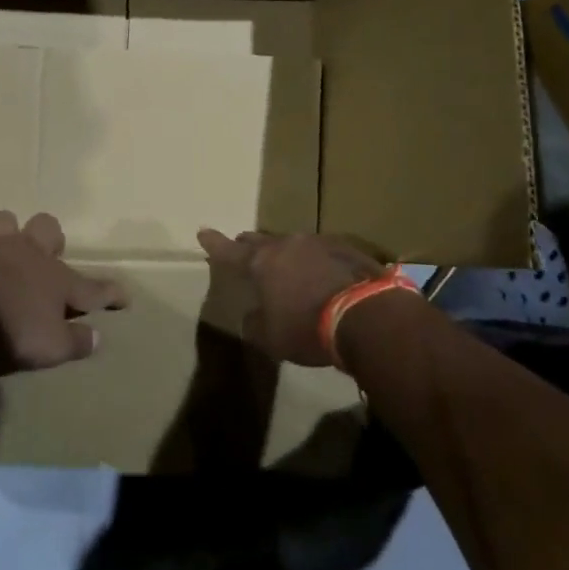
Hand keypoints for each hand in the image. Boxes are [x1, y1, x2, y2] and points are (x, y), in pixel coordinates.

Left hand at [0, 211, 128, 371]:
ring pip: (3, 222)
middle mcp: (26, 253)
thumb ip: (76, 341)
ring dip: (5, 234)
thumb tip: (96, 337)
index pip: (92, 287)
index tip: (124, 298)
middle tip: (49, 256)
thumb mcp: (54, 348)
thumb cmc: (15, 335)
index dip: (111, 294)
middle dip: (51, 238)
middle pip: (46, 228)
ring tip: (4, 251)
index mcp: (55, 278)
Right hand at [196, 229, 397, 367]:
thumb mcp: (272, 337)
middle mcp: (286, 245)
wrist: (366, 315)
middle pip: (261, 241)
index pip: (229, 251)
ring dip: (287, 255)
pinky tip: (323, 275)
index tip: (202, 232)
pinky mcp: (346, 248)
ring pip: (293, 244)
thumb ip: (256, 323)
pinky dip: (315, 262)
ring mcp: (318, 242)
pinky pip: (322, 252)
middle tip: (244, 247)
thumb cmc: (308, 328)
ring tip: (288, 267)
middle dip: (250, 245)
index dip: (214, 243)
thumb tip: (251, 316)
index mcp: (261, 263)